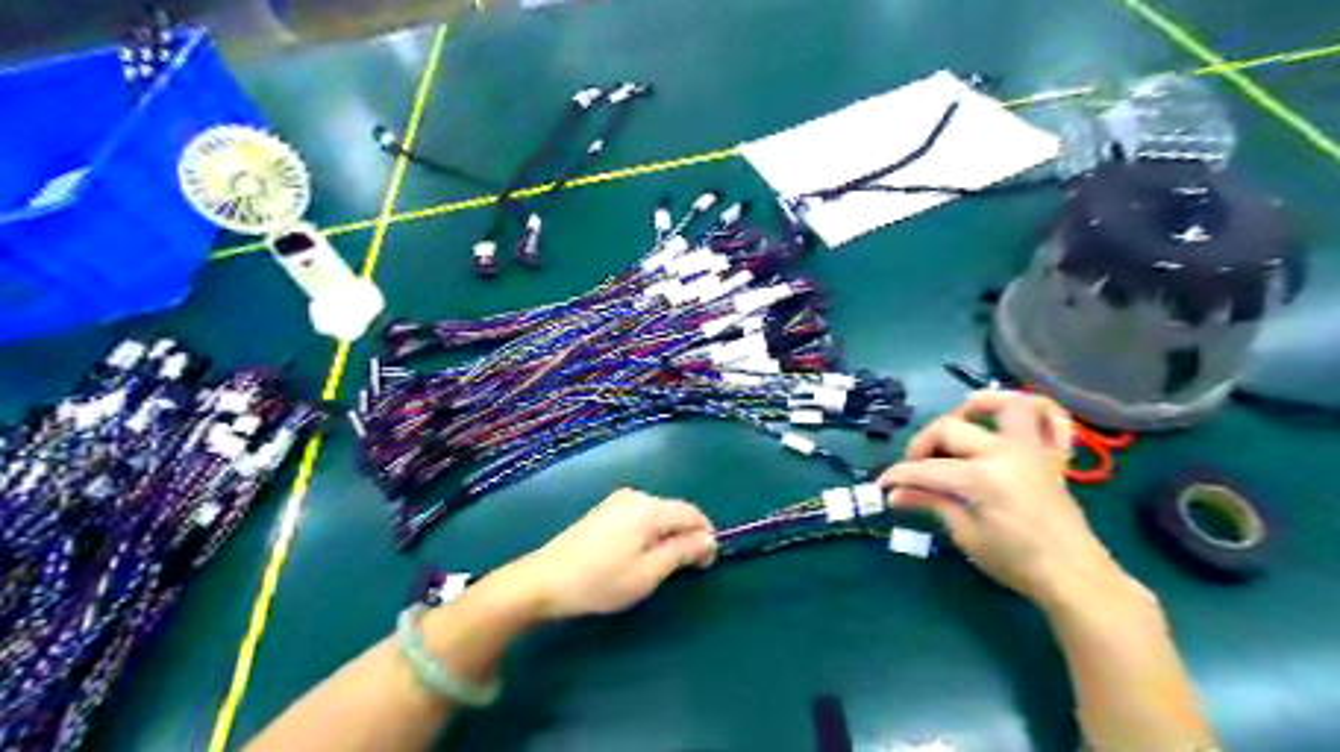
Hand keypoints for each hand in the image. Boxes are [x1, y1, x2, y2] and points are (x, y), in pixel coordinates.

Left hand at [493, 491, 723, 620]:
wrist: (543, 579)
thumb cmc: (601, 580)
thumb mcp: (648, 572)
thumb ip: (682, 552)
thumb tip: (709, 539)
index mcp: (650, 508)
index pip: (692, 513)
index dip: (706, 536)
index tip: (707, 565)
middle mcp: (636, 496)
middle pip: (674, 511)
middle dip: (687, 536)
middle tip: (686, 570)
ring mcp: (617, 501)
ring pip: (657, 515)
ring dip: (668, 536)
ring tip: (662, 567)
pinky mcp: (603, 511)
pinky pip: (639, 517)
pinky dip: (649, 533)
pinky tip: (639, 555)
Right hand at [888, 394, 1135, 611]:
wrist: (1073, 577)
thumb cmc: (1015, 562)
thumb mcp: (965, 534)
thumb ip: (930, 503)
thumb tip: (894, 495)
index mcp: (981, 477)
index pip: (926, 469)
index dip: (898, 476)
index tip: (881, 486)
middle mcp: (1005, 452)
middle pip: (951, 429)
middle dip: (923, 444)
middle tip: (913, 468)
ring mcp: (1032, 450)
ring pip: (1007, 405)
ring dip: (980, 405)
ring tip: (960, 419)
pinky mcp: (1053, 457)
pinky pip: (1054, 420)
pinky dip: (1036, 411)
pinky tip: (1011, 421)